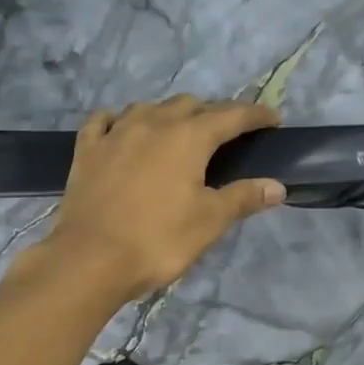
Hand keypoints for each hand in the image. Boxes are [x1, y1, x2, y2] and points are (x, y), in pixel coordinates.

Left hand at [40, 96, 285, 303]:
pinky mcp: (87, 150)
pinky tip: (123, 129)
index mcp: (188, 137)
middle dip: (212, 113)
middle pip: (189, 105)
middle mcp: (152, 123)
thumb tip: (277, 186)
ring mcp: (115, 133)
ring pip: (148, 107)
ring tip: (178, 132)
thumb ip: (243, 198)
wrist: (90, 259)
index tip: (272, 120)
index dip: (255, 116)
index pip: (231, 115)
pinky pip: (105, 121)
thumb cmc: (157, 241)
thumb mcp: (208, 222)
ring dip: (169, 114)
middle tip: (225, 135)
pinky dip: (121, 120)